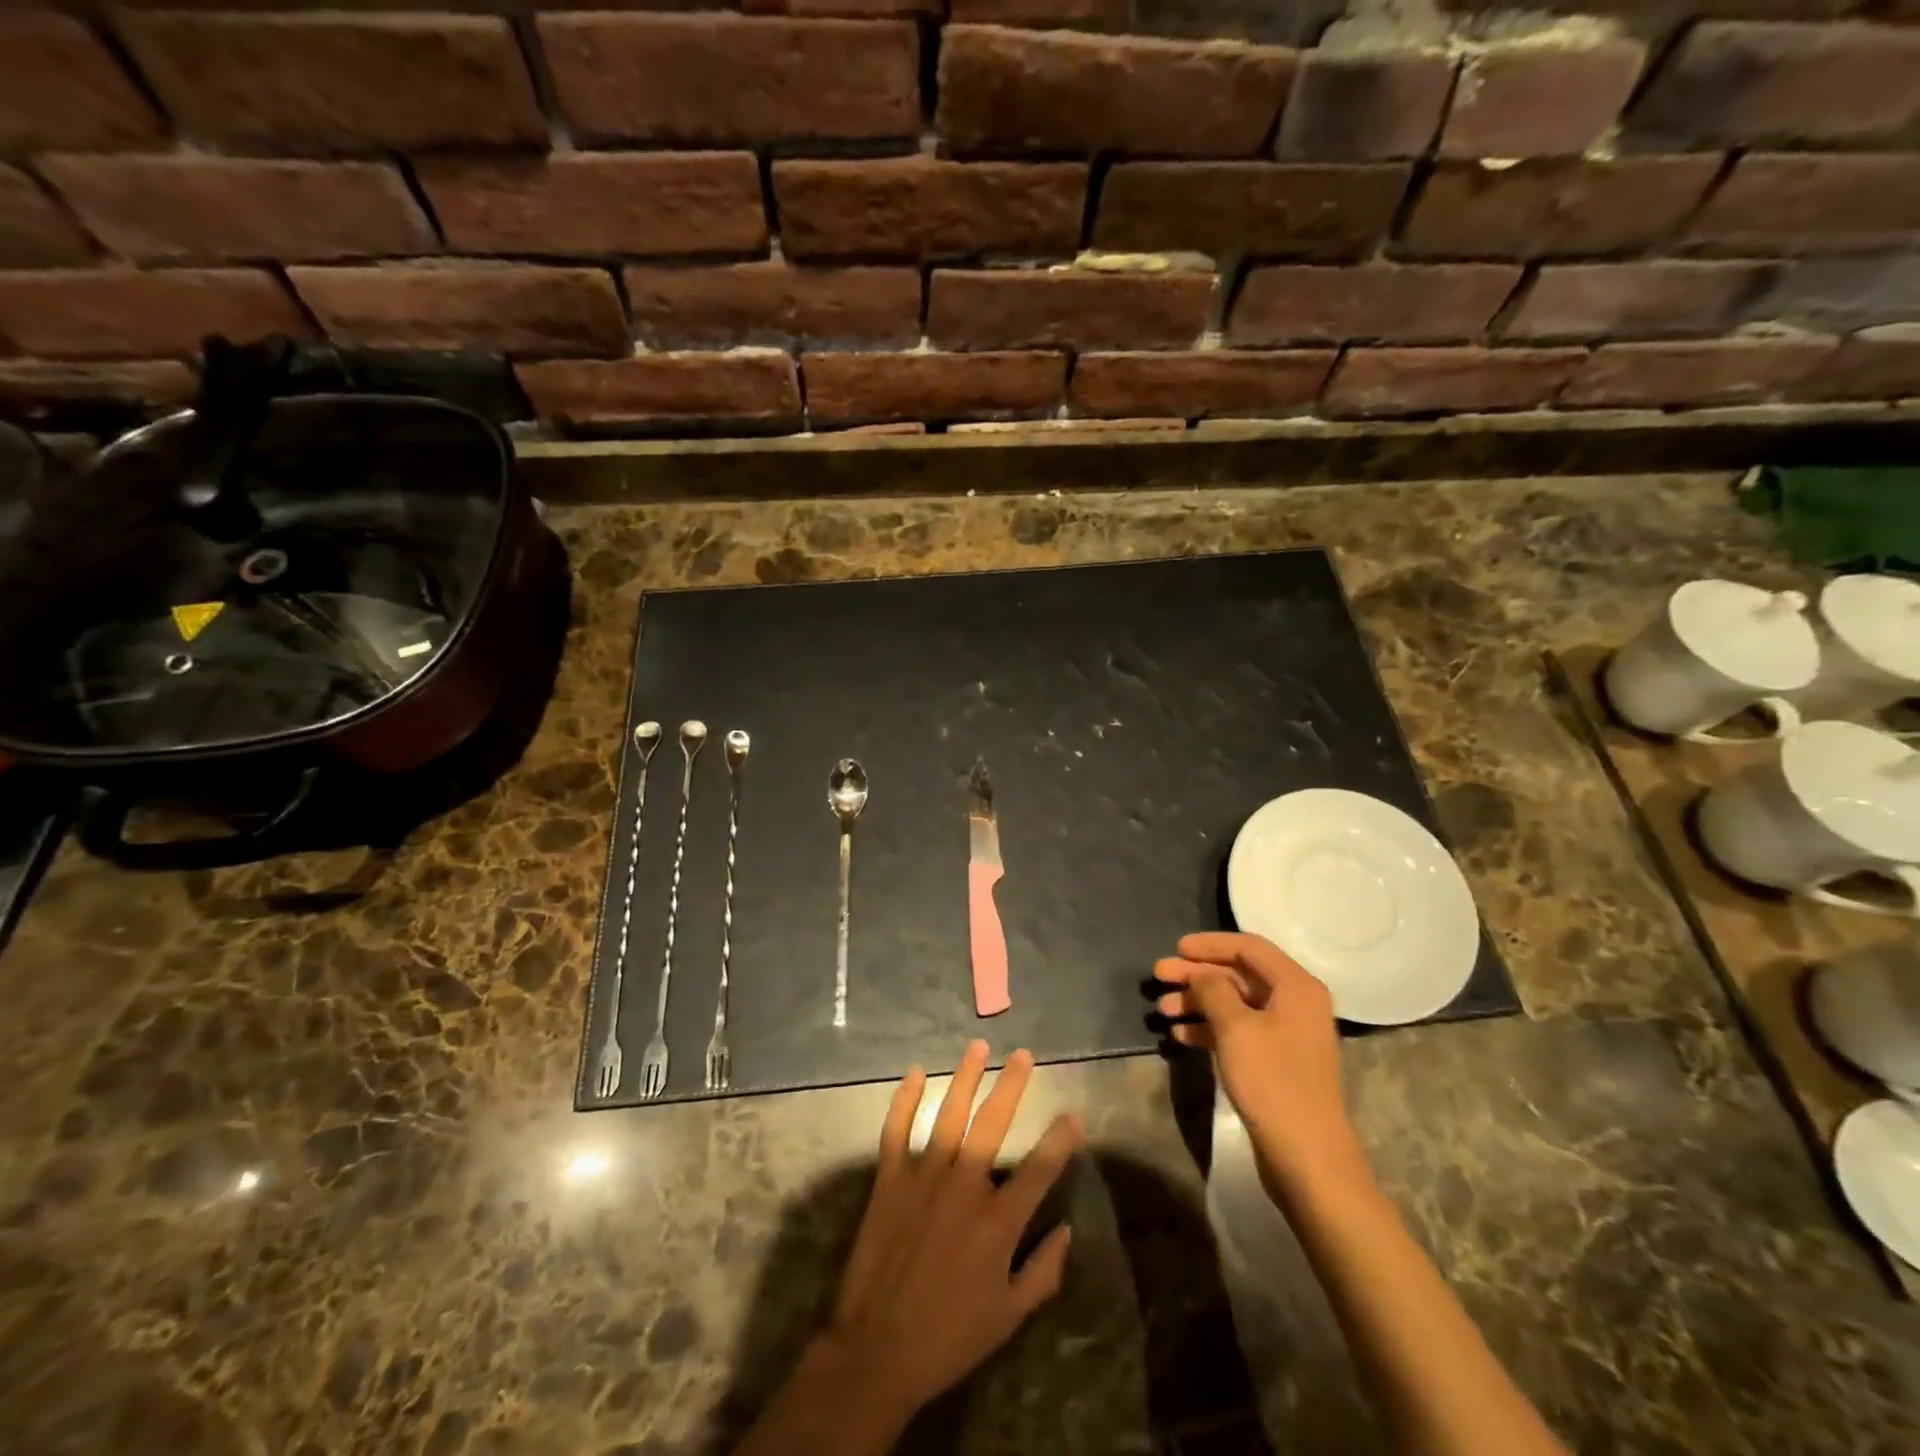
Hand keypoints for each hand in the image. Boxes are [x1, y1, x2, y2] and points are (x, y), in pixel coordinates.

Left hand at [823, 1040, 1083, 1421]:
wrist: (878, 1350)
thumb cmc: (950, 1337)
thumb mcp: (1009, 1316)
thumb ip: (1043, 1272)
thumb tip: (1067, 1231)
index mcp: (998, 1222)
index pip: (1039, 1169)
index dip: (1061, 1140)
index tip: (1074, 1114)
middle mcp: (964, 1187)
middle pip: (994, 1123)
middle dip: (1012, 1085)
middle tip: (1024, 1056)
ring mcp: (923, 1177)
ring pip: (949, 1114)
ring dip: (966, 1077)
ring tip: (979, 1047)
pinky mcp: (889, 1180)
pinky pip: (896, 1129)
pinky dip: (905, 1099)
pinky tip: (916, 1073)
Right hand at [1155, 931, 1364, 1188]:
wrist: (1308, 1158)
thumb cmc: (1272, 1082)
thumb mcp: (1236, 1028)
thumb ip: (1214, 989)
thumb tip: (1201, 973)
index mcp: (1296, 986)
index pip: (1249, 947)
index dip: (1210, 944)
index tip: (1176, 948)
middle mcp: (1296, 1003)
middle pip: (1239, 974)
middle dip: (1197, 974)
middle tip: (1159, 976)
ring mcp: (1286, 1034)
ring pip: (1235, 1003)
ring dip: (1198, 1002)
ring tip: (1162, 1009)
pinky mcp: (1276, 1062)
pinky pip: (1239, 1031)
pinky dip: (1210, 1028)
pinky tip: (1180, 1035)